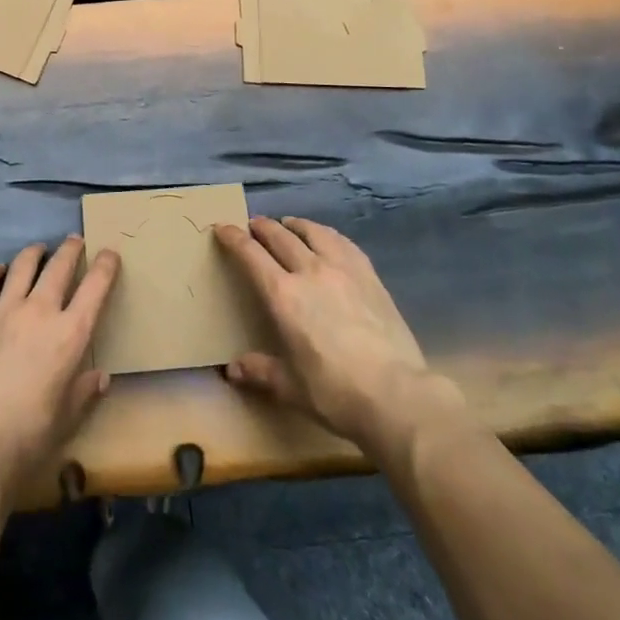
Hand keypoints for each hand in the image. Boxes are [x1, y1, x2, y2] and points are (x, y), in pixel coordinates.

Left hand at [0, 236, 120, 495]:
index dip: (105, 266)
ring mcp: (4, 310)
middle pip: (59, 266)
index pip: (95, 287)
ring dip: (35, 253)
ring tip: (38, 250)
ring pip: (23, 265)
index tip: (109, 253)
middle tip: (74, 241)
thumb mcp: (68, 417)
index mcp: (71, 334)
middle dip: (70, 250)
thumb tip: (100, 377)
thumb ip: (85, 391)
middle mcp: (40, 311)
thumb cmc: (30, 435)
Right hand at [217, 216, 465, 453]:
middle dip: (262, 227)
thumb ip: (260, 371)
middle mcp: (309, 272)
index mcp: (282, 295)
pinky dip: (328, 234)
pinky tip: (328, 239)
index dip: (234, 238)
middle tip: (253, 224)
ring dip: (295, 225)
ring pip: (313, 232)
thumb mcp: (290, 387)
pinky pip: (343, 243)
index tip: (223, 227)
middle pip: (280, 236)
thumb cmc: (334, 392)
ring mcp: (343, 270)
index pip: (251, 255)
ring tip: (288, 224)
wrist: (396, 394)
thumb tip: (232, 369)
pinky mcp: (370, 276)